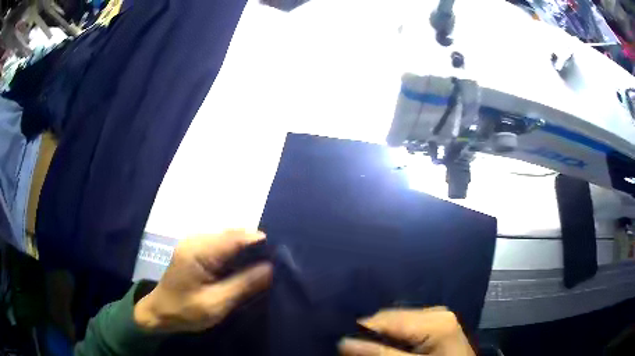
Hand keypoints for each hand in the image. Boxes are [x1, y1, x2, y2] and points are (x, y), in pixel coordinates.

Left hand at [133, 230, 272, 332]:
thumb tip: (271, 268)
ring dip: (247, 248)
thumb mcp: (216, 303)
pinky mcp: (196, 249)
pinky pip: (222, 243)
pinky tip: (245, 265)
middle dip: (256, 245)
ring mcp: (195, 242)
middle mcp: (196, 239)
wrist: (159, 312)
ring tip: (265, 263)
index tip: (281, 255)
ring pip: (229, 237)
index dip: (260, 242)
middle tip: (276, 262)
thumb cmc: (185, 311)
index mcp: (198, 251)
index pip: (235, 238)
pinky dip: (237, 251)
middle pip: (233, 234)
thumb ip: (243, 285)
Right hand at [339, 307, 474, 355]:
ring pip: (396, 321)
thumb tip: (343, 342)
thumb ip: (381, 354)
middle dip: (371, 334)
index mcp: (434, 320)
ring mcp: (438, 315)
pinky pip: (407, 324)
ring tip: (370, 349)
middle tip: (354, 351)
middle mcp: (436, 311)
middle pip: (390, 318)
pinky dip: (394, 336)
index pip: (385, 319)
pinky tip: (390, 347)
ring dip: (381, 335)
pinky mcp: (437, 321)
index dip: (361, 331)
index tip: (341, 345)